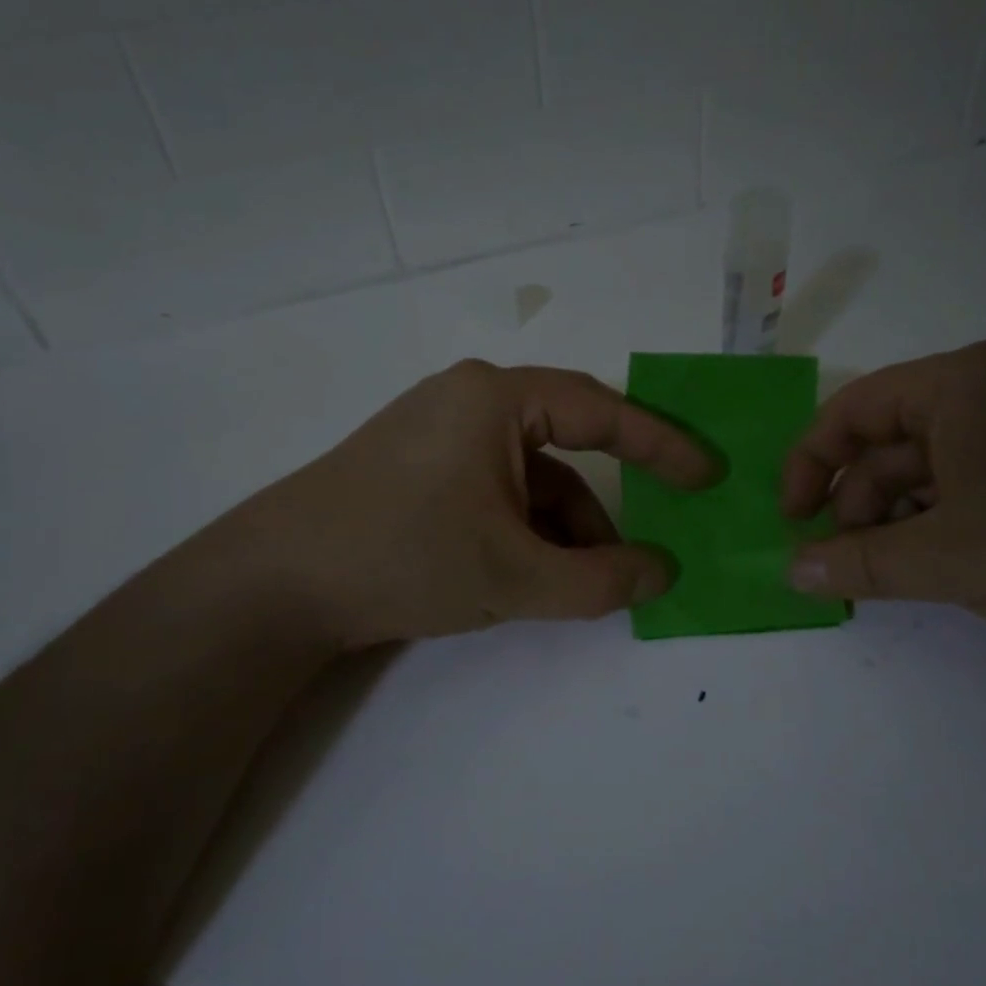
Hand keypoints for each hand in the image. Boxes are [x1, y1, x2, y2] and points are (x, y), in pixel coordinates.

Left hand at [207, 360, 714, 648]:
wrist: (277, 584)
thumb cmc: (405, 558)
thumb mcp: (515, 577)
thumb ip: (601, 581)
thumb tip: (663, 573)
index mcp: (495, 398)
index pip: (603, 412)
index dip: (663, 446)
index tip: (708, 476)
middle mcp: (469, 400)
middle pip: (566, 447)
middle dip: (601, 509)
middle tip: (639, 553)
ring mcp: (438, 433)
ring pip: (529, 477)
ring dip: (561, 530)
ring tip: (577, 587)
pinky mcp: (418, 468)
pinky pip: (495, 489)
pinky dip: (523, 529)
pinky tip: (529, 576)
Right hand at [782, 341, 985, 647]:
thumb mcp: (948, 560)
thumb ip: (859, 565)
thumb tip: (791, 572)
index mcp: (960, 386)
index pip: (850, 411)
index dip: (808, 467)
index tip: (794, 522)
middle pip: (893, 440)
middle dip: (859, 503)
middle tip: (849, 565)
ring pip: (941, 464)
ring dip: (904, 516)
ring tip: (900, 572)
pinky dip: (954, 516)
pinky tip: (958, 562)